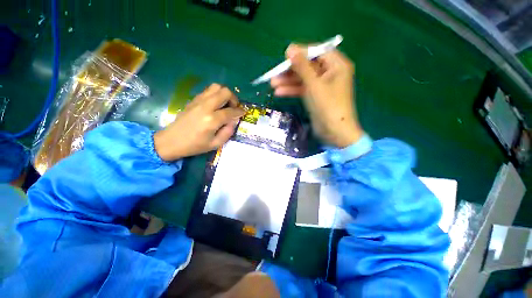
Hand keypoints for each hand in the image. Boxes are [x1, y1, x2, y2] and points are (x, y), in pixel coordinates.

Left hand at [154, 84, 244, 160]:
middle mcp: (206, 107)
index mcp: (212, 120)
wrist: (171, 141)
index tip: (243, 113)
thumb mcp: (215, 144)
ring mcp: (198, 101)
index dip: (240, 111)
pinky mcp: (193, 100)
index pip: (231, 111)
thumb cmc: (194, 145)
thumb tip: (234, 121)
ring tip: (225, 104)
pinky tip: (215, 104)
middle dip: (233, 99)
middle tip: (234, 107)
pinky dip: (215, 94)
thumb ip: (228, 132)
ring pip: (216, 87)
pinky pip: (208, 91)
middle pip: (225, 92)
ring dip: (224, 94)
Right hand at [270, 44, 363, 147]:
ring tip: (272, 84)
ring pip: (303, 79)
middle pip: (308, 66)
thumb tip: (290, 49)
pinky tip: (279, 92)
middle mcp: (330, 73)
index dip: (301, 52)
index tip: (285, 56)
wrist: (334, 132)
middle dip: (291, 71)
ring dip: (288, 82)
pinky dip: (292, 90)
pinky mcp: (316, 96)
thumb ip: (302, 66)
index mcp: (336, 65)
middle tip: (274, 73)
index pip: (317, 52)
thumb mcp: (313, 84)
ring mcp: (322, 86)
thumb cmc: (327, 106)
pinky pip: (303, 89)